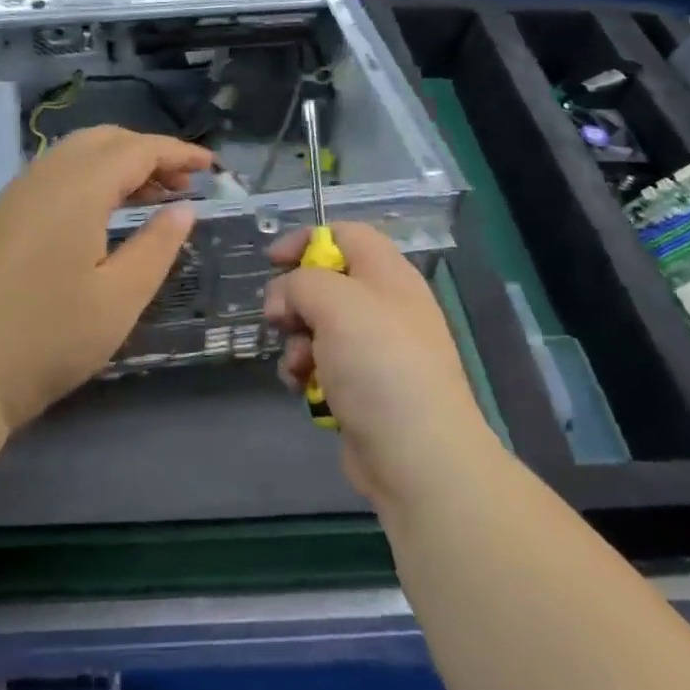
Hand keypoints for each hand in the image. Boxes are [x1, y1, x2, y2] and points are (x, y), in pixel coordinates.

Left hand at [0, 126, 211, 434]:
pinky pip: (55, 176)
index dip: (177, 153)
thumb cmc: (48, 339)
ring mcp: (15, 196)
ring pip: (75, 155)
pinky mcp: (0, 218)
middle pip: (103, 140)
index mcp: (77, 189)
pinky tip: (104, 215)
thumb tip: (183, 209)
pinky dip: (90, 179)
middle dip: (148, 152)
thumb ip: (158, 246)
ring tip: (154, 197)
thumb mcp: (120, 298)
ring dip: (118, 164)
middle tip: (183, 182)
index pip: (136, 150)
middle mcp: (43, 177)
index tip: (210, 167)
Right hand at [265, 222, 496, 509]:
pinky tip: (304, 389)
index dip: (306, 240)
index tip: (272, 262)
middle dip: (295, 300)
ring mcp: (375, 350)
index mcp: (388, 275)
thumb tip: (285, 299)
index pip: (346, 235)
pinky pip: (323, 365)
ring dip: (297, 342)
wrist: (416, 454)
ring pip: (317, 327)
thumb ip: (301, 283)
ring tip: (300, 365)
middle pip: (326, 283)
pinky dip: (307, 372)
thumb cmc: (379, 365)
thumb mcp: (336, 303)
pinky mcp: (363, 387)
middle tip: (280, 320)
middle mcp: (384, 307)